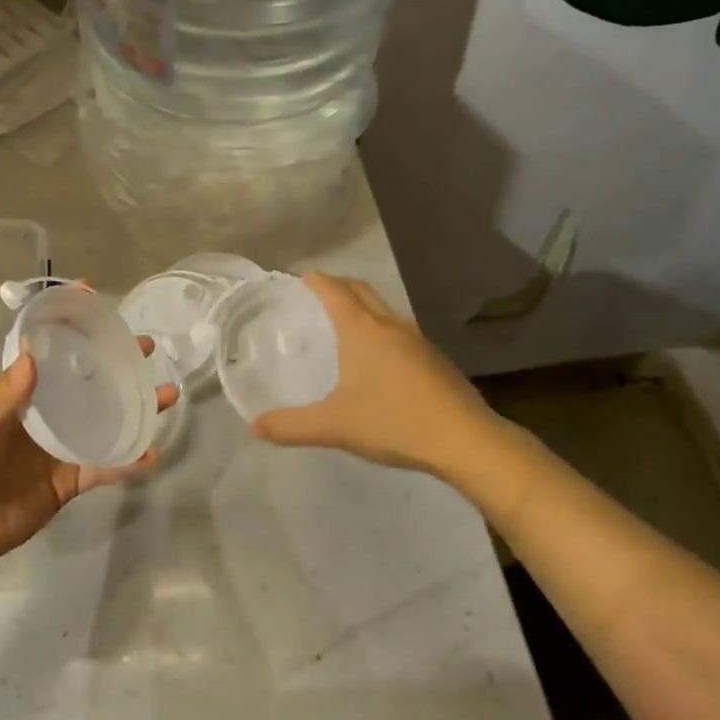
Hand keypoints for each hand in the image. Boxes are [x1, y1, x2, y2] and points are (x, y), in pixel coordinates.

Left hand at [0, 342, 179, 569]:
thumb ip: (3, 396)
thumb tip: (33, 353)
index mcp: (21, 395)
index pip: (49, 353)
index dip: (69, 326)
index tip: (93, 299)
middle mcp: (46, 414)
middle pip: (88, 382)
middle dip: (116, 363)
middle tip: (146, 348)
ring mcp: (61, 447)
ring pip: (105, 421)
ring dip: (135, 408)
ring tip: (167, 394)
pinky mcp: (70, 480)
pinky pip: (105, 467)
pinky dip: (128, 461)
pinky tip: (151, 454)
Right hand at [250, 273, 501, 476]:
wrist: (466, 440)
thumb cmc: (394, 422)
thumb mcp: (334, 426)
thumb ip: (291, 426)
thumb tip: (254, 427)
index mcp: (363, 329)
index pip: (334, 290)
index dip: (316, 281)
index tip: (300, 280)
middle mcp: (390, 324)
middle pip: (361, 290)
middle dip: (339, 285)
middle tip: (318, 295)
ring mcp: (418, 339)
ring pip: (384, 308)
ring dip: (363, 305)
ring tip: (345, 323)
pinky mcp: (435, 357)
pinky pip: (400, 329)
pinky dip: (381, 328)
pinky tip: (379, 357)